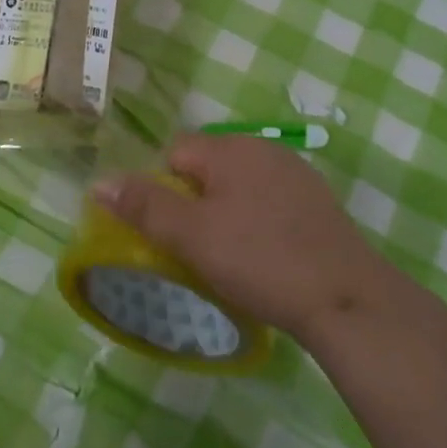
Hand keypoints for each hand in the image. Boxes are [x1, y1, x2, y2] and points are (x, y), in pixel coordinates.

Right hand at [92, 134, 397, 340]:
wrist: (348, 298)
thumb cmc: (260, 260)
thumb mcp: (192, 236)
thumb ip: (144, 205)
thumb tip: (98, 181)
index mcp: (230, 148)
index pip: (175, 151)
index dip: (163, 189)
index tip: (171, 232)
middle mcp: (263, 148)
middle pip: (208, 167)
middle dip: (195, 201)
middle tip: (198, 249)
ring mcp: (296, 173)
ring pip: (240, 185)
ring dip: (227, 212)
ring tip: (232, 258)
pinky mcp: (319, 202)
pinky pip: (271, 201)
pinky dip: (260, 222)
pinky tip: (269, 258)